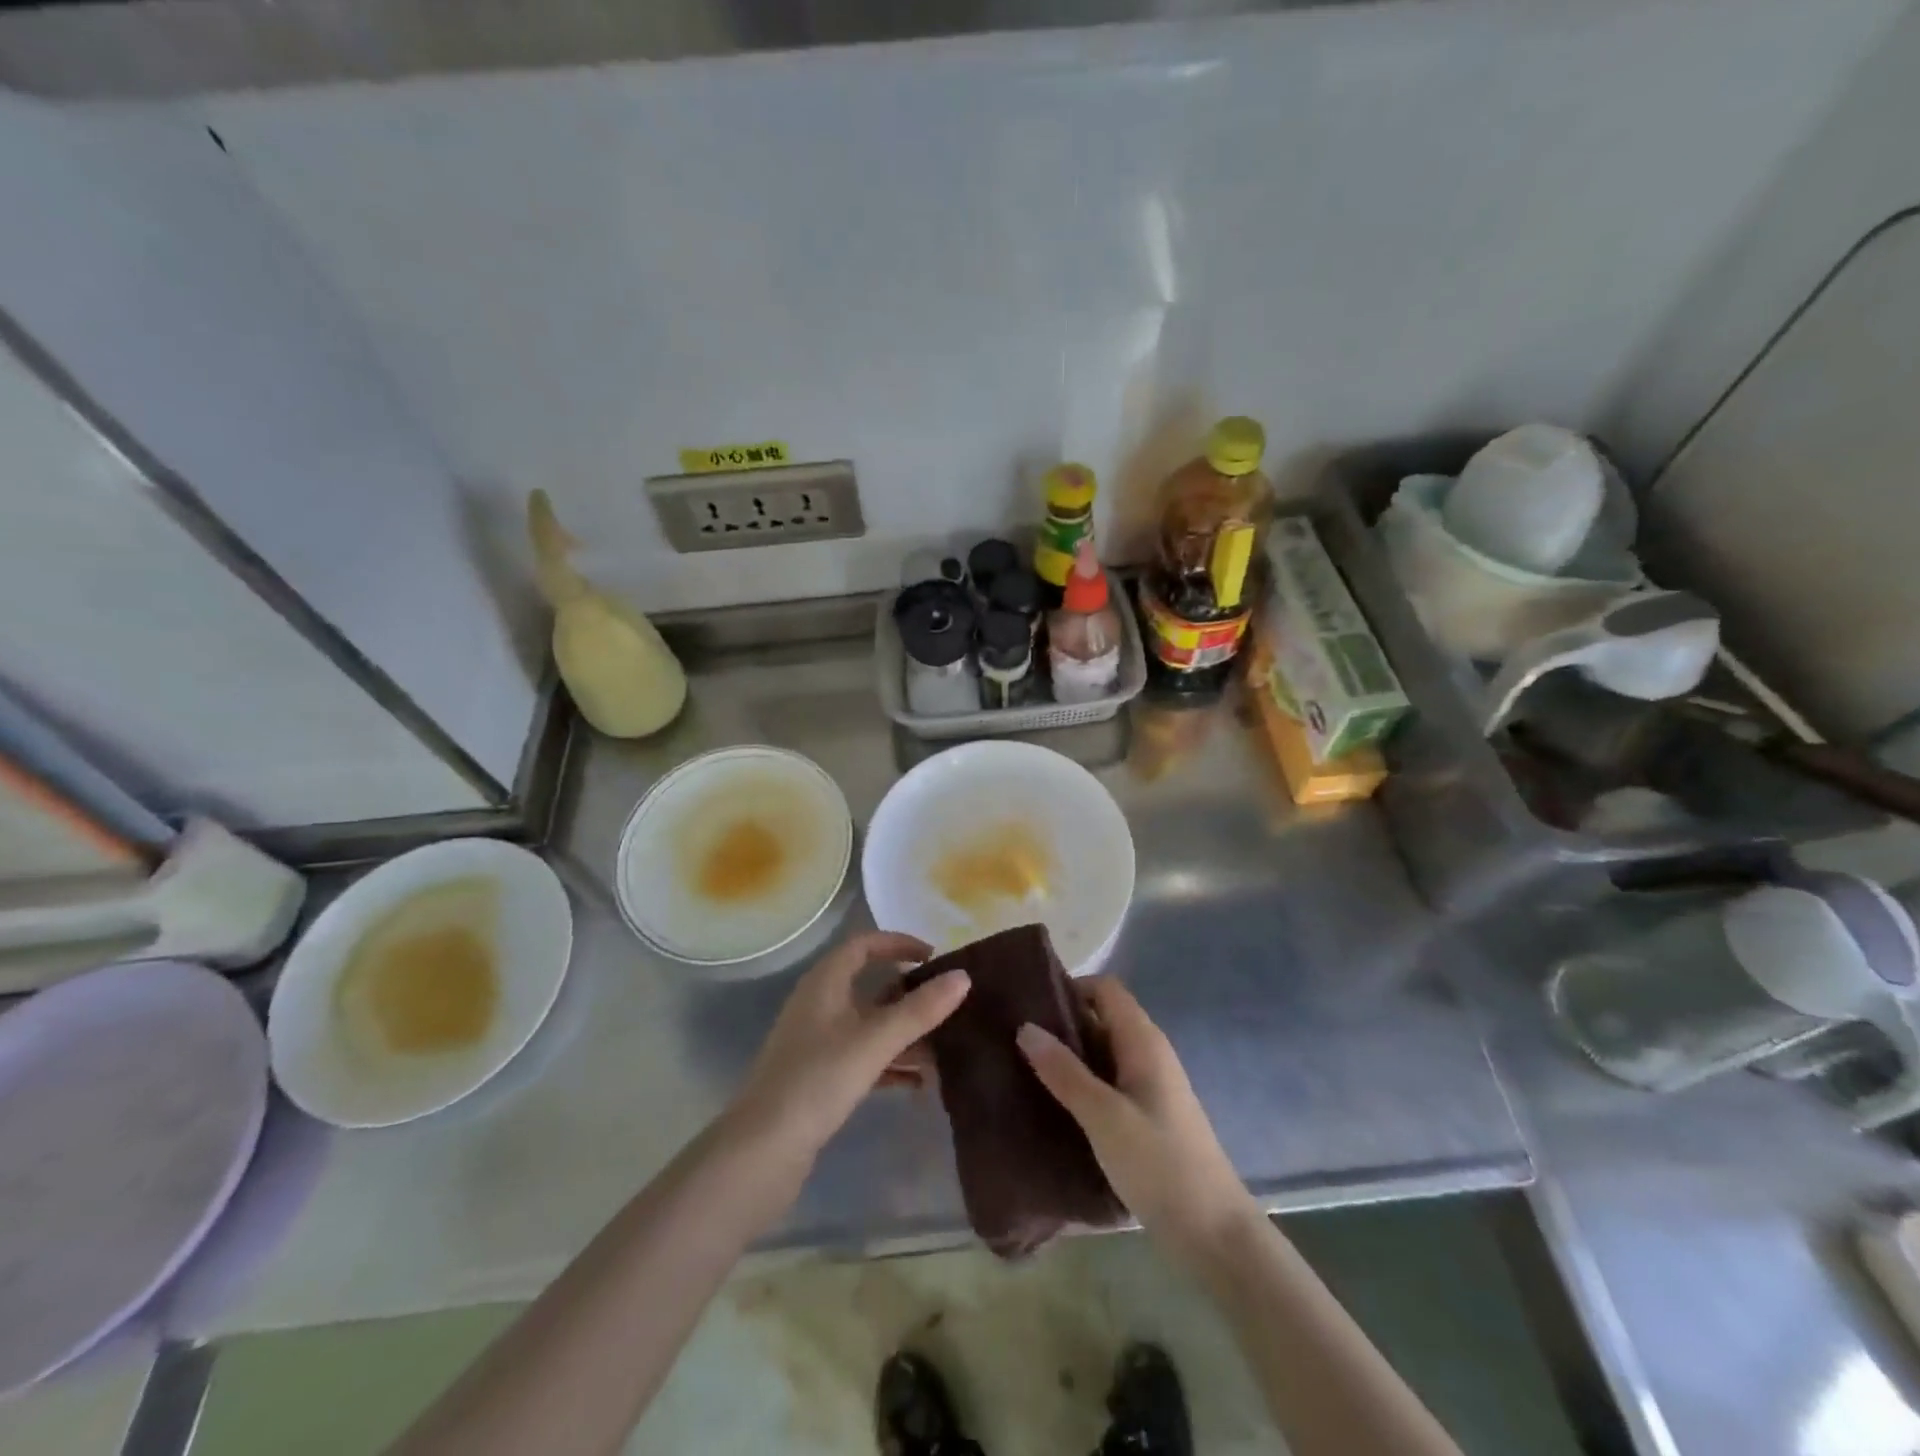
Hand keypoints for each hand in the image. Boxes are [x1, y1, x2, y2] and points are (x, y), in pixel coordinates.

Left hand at [730, 931, 968, 1164]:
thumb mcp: (874, 1041)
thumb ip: (920, 1010)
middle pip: (869, 985)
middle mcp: (819, 1004)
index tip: (934, 957)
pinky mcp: (818, 1078)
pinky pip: (863, 1057)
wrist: (762, 1151)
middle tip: (946, 1003)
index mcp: (824, 982)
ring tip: (944, 1048)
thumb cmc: (818, 1080)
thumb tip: (964, 976)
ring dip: (904, 1033)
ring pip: (869, 1025)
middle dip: (909, 994)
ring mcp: (817, 1043)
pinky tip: (919, 1084)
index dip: (898, 944)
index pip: (863, 946)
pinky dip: (890, 1063)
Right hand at [1018, 978, 1254, 1263]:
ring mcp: (1150, 1085)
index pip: (1105, 989)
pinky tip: (1054, 1102)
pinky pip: (1109, 1080)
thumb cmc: (1159, 1165)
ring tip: (1025, 1067)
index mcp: (1143, 1041)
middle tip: (1017, 1037)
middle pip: (1102, 1017)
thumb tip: (1025, 1027)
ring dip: (1069, 1054)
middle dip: (1062, 1022)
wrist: (1214, 1234)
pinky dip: (1082, 1081)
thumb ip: (1064, 1072)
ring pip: (1103, 1052)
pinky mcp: (1147, 1114)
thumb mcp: (1104, 1117)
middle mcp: (1149, 1053)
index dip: (1070, 988)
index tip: (1031, 1005)